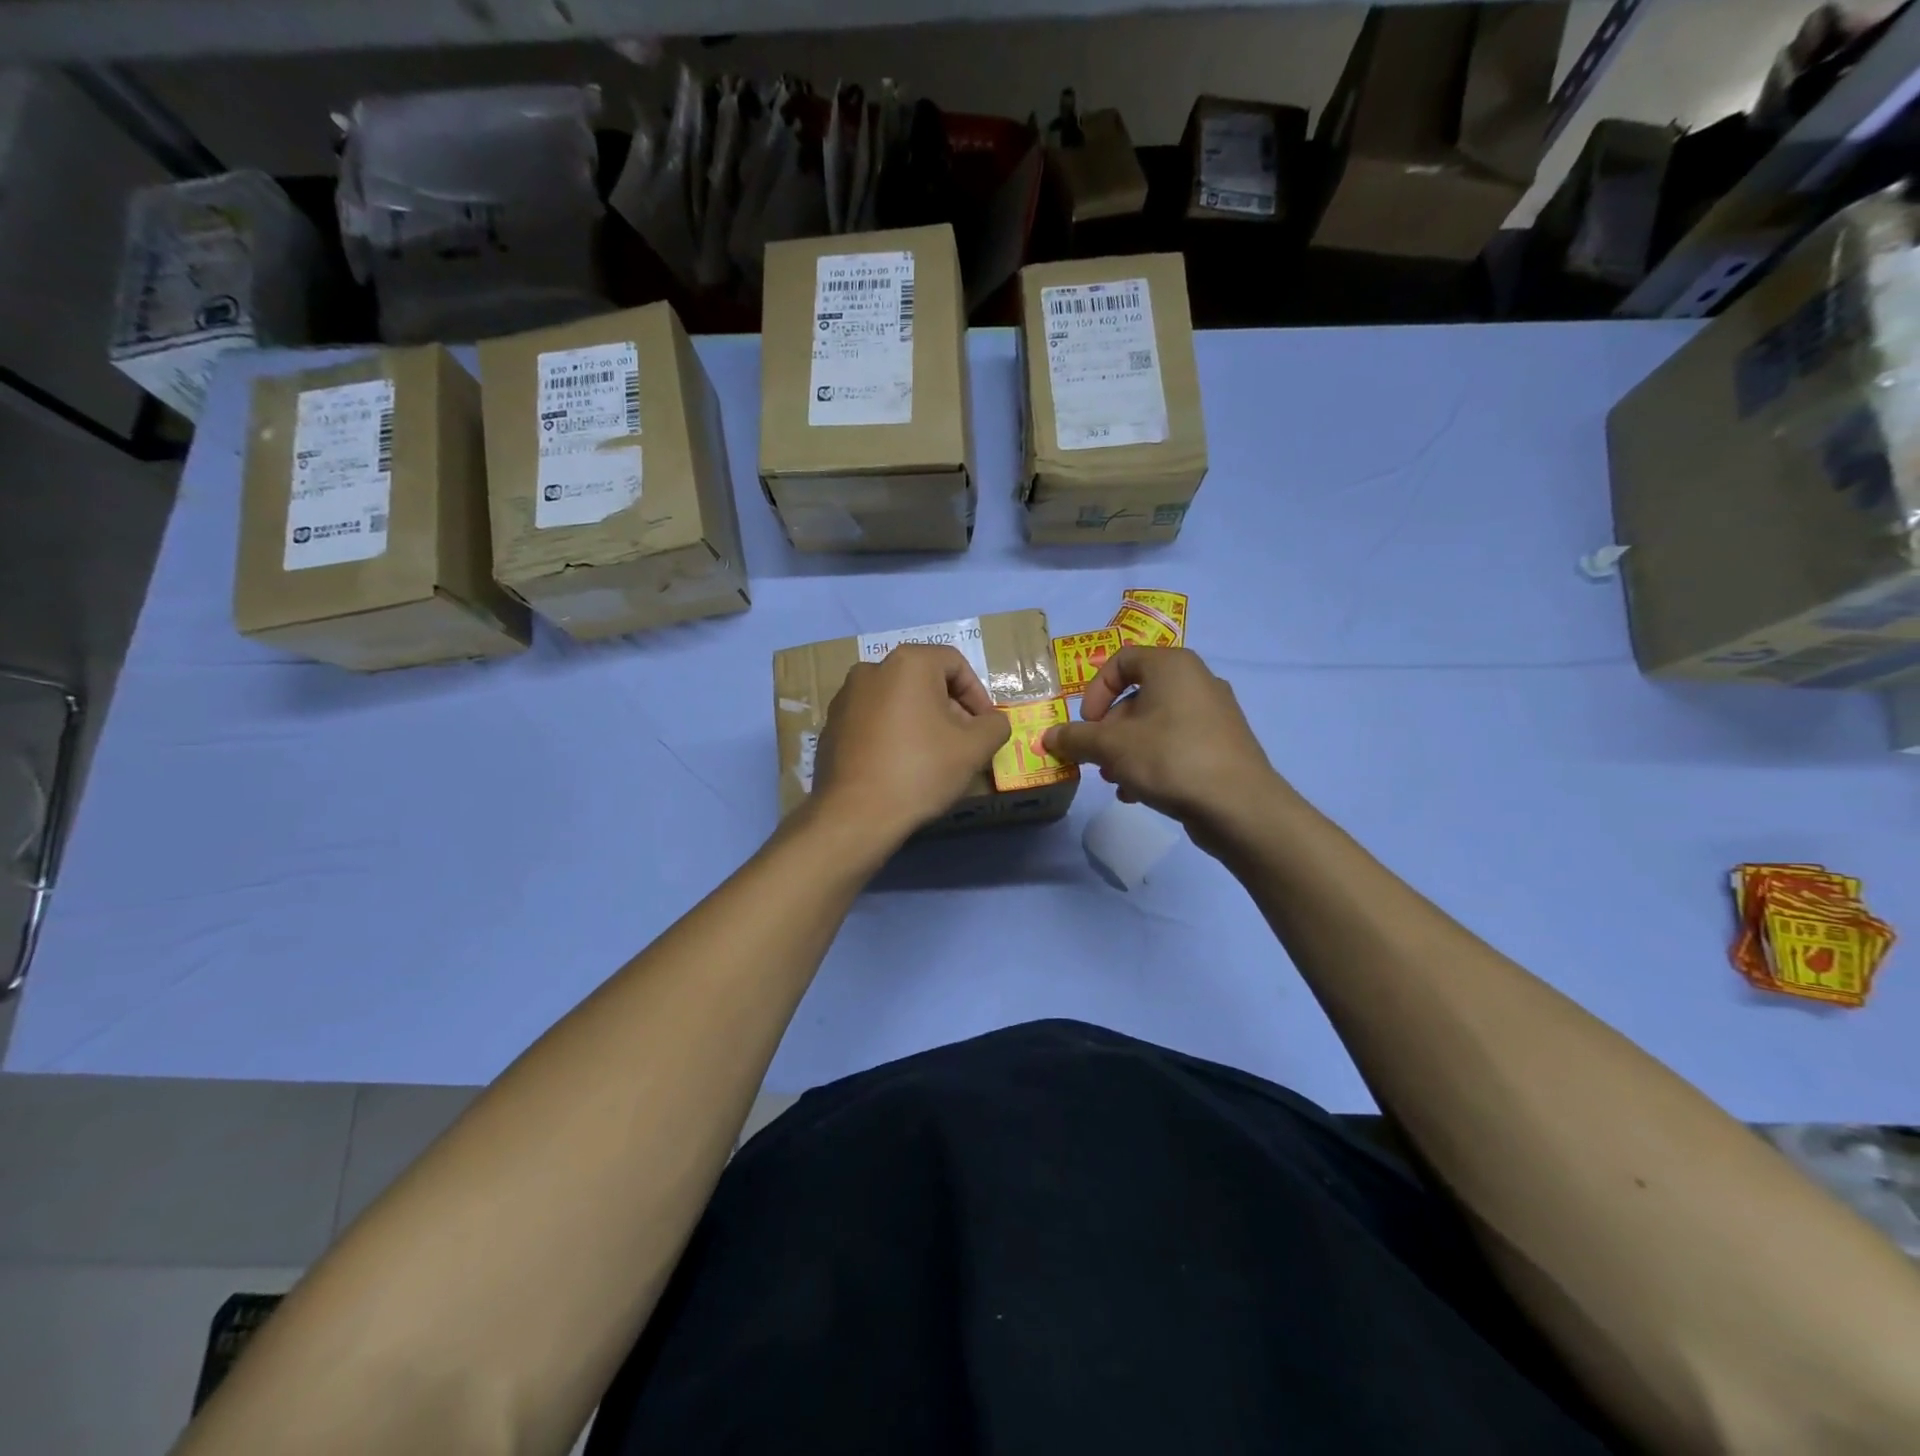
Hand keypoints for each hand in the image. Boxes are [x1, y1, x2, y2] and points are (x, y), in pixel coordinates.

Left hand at [810, 644, 1011, 846]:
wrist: (856, 814)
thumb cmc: (921, 770)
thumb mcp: (975, 748)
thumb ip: (995, 725)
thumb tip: (992, 722)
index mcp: (908, 663)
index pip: (956, 664)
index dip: (978, 694)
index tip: (985, 727)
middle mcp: (871, 669)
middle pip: (925, 680)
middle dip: (950, 708)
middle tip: (964, 743)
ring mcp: (846, 696)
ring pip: (898, 699)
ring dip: (921, 720)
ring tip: (934, 756)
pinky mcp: (831, 724)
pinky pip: (873, 719)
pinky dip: (893, 733)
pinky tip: (901, 765)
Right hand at [1043, 646, 1288, 849]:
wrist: (1239, 805)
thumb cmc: (1170, 758)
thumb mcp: (1112, 747)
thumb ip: (1076, 739)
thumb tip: (1047, 737)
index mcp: (1172, 666)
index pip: (1122, 660)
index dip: (1095, 691)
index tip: (1086, 724)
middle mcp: (1196, 681)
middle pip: (1136, 697)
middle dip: (1108, 730)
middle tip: (1096, 758)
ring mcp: (1213, 714)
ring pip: (1154, 725)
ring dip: (1126, 750)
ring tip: (1115, 780)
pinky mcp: (1221, 745)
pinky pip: (1175, 744)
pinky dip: (1152, 762)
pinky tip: (1138, 794)